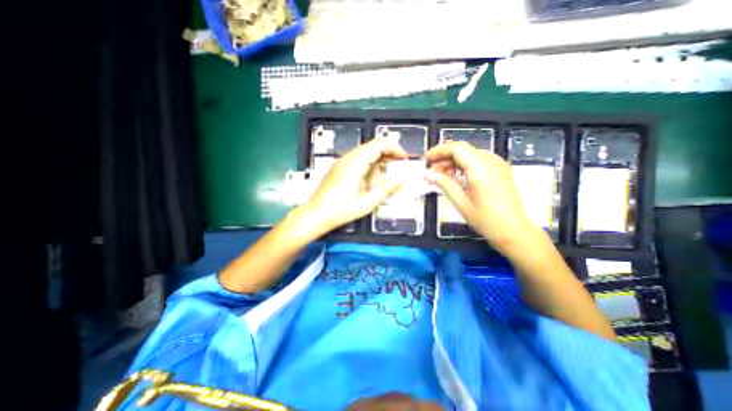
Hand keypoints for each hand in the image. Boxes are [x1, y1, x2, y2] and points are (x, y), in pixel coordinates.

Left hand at [301, 140, 405, 232]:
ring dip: (379, 159)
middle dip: (389, 153)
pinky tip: (373, 177)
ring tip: (389, 172)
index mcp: (355, 163)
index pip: (379, 145)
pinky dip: (370, 164)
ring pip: (366, 152)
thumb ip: (387, 190)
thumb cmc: (339, 210)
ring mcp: (342, 162)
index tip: (404, 158)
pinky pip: (358, 159)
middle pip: (373, 146)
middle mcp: (347, 158)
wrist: (316, 214)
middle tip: (399, 165)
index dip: (395, 149)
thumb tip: (402, 180)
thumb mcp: (367, 202)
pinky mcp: (339, 168)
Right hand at [426, 141, 538, 252]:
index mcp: (481, 169)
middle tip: (431, 171)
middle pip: (463, 149)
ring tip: (441, 176)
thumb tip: (428, 174)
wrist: (515, 231)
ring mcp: (497, 165)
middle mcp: (491, 161)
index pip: (456, 148)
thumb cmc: (487, 220)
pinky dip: (463, 165)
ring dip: (453, 161)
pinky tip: (456, 177)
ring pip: (469, 154)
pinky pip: (477, 160)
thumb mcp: (462, 203)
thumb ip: (445, 184)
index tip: (426, 159)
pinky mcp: (499, 170)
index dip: (438, 151)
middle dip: (444, 157)